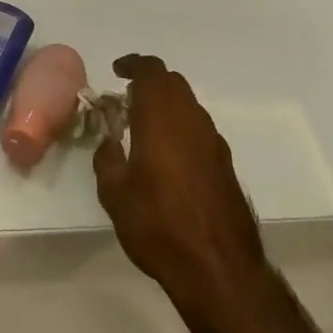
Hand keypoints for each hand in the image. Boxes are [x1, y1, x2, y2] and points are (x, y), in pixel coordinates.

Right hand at [93, 55, 268, 314]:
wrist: (219, 268)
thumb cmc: (159, 224)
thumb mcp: (115, 193)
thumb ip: (107, 158)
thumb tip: (109, 141)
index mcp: (161, 115)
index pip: (150, 69)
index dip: (133, 64)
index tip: (117, 71)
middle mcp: (190, 117)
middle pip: (171, 82)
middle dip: (149, 82)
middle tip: (127, 98)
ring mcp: (212, 140)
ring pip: (188, 104)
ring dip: (166, 105)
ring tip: (144, 127)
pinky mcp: (225, 163)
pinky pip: (198, 129)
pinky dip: (181, 128)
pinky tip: (169, 156)